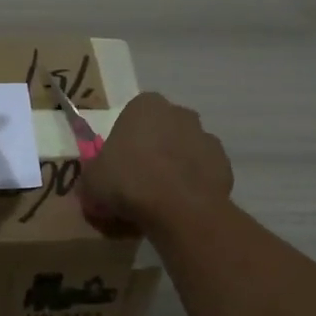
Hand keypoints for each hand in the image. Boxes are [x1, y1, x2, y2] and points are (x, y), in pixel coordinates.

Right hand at [83, 91, 232, 228]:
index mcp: (145, 106)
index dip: (124, 141)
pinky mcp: (224, 164)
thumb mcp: (91, 181)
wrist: (179, 209)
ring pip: (185, 151)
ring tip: (161, 199)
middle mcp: (179, 113)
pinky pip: (202, 173)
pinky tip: (181, 206)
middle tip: (138, 182)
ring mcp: (206, 137)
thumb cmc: (128, 182)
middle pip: (162, 130)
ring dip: (175, 167)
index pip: (132, 116)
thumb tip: (94, 184)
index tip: (118, 165)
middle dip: (153, 150)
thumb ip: (93, 176)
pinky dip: (193, 185)